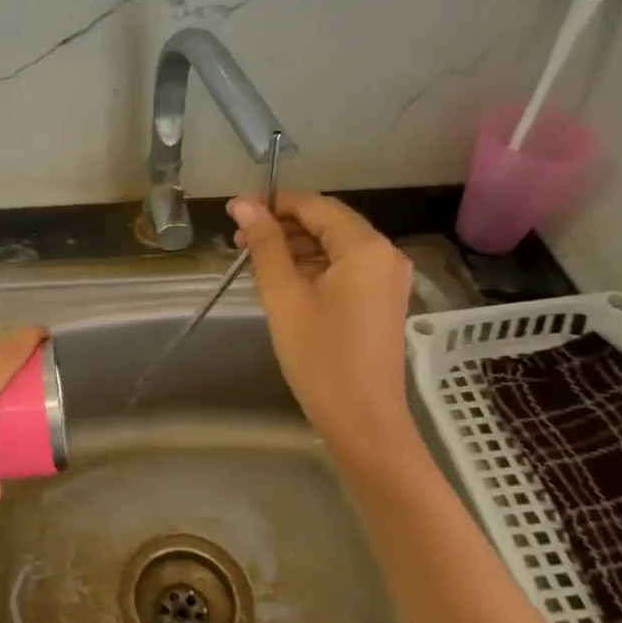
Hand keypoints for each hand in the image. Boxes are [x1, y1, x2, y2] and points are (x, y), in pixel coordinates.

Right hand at [228, 191, 416, 452]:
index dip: (273, 203)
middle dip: (281, 226)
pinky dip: (311, 268)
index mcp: (365, 247)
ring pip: (333, 246)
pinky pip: (343, 269)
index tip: (235, 211)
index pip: (315, 206)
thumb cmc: (319, 356)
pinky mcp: (380, 300)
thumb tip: (244, 204)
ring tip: (252, 261)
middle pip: (327, 223)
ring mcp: (386, 279)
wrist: (361, 419)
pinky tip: (280, 280)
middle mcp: (384, 254)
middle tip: (237, 239)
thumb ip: (265, 245)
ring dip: (294, 248)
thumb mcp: (284, 296)